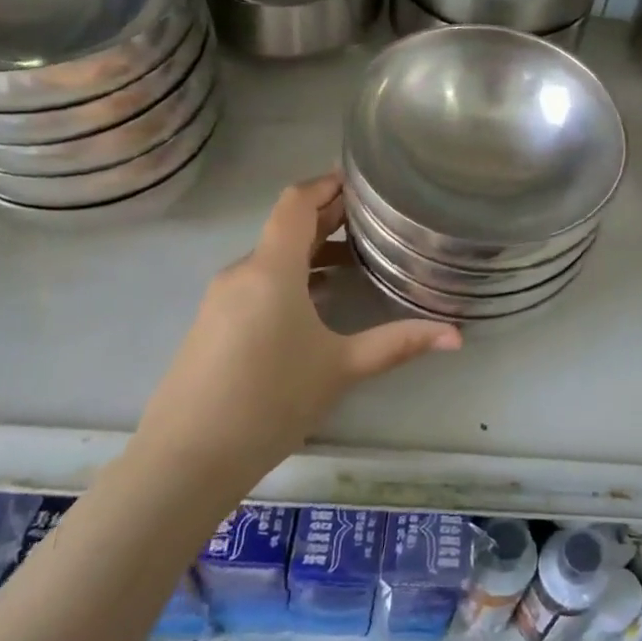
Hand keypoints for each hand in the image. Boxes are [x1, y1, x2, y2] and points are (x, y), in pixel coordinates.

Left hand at [132, 174, 460, 473]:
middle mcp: (243, 272)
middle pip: (287, 226)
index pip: (296, 201)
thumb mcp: (341, 368)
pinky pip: (258, 281)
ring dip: (311, 248)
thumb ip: (398, 343)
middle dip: (329, 216)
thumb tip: (457, 334)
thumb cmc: (269, 401)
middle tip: (373, 216)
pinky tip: (318, 298)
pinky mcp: (213, 323)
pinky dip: (291, 275)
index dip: (327, 183)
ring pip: (273, 256)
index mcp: (271, 268)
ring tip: (355, 255)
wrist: (184, 460)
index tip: (362, 180)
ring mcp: (222, 298)